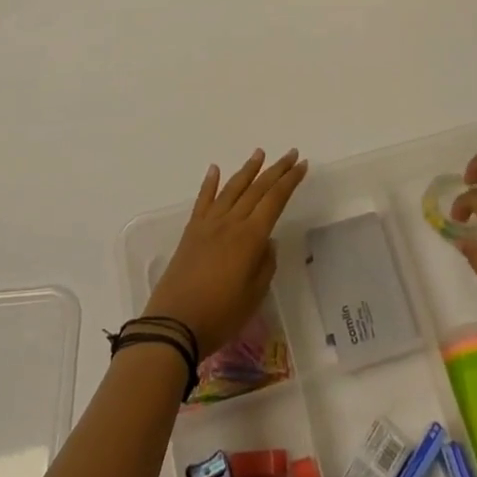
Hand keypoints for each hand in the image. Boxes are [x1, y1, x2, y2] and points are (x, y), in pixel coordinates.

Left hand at [145, 148, 308, 355]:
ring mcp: (209, 224)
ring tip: (259, 153)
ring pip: (232, 188)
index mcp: (251, 237)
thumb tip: (266, 241)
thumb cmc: (220, 315)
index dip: (290, 181)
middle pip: (257, 189)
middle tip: (290, 153)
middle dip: (276, 170)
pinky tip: (215, 169)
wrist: (174, 324)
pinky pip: (203, 200)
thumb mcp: (254, 295)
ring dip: (248, 169)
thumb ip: (265, 264)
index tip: (302, 165)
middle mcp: (231, 222)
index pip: (275, 200)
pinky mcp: (192, 231)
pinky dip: (210, 182)